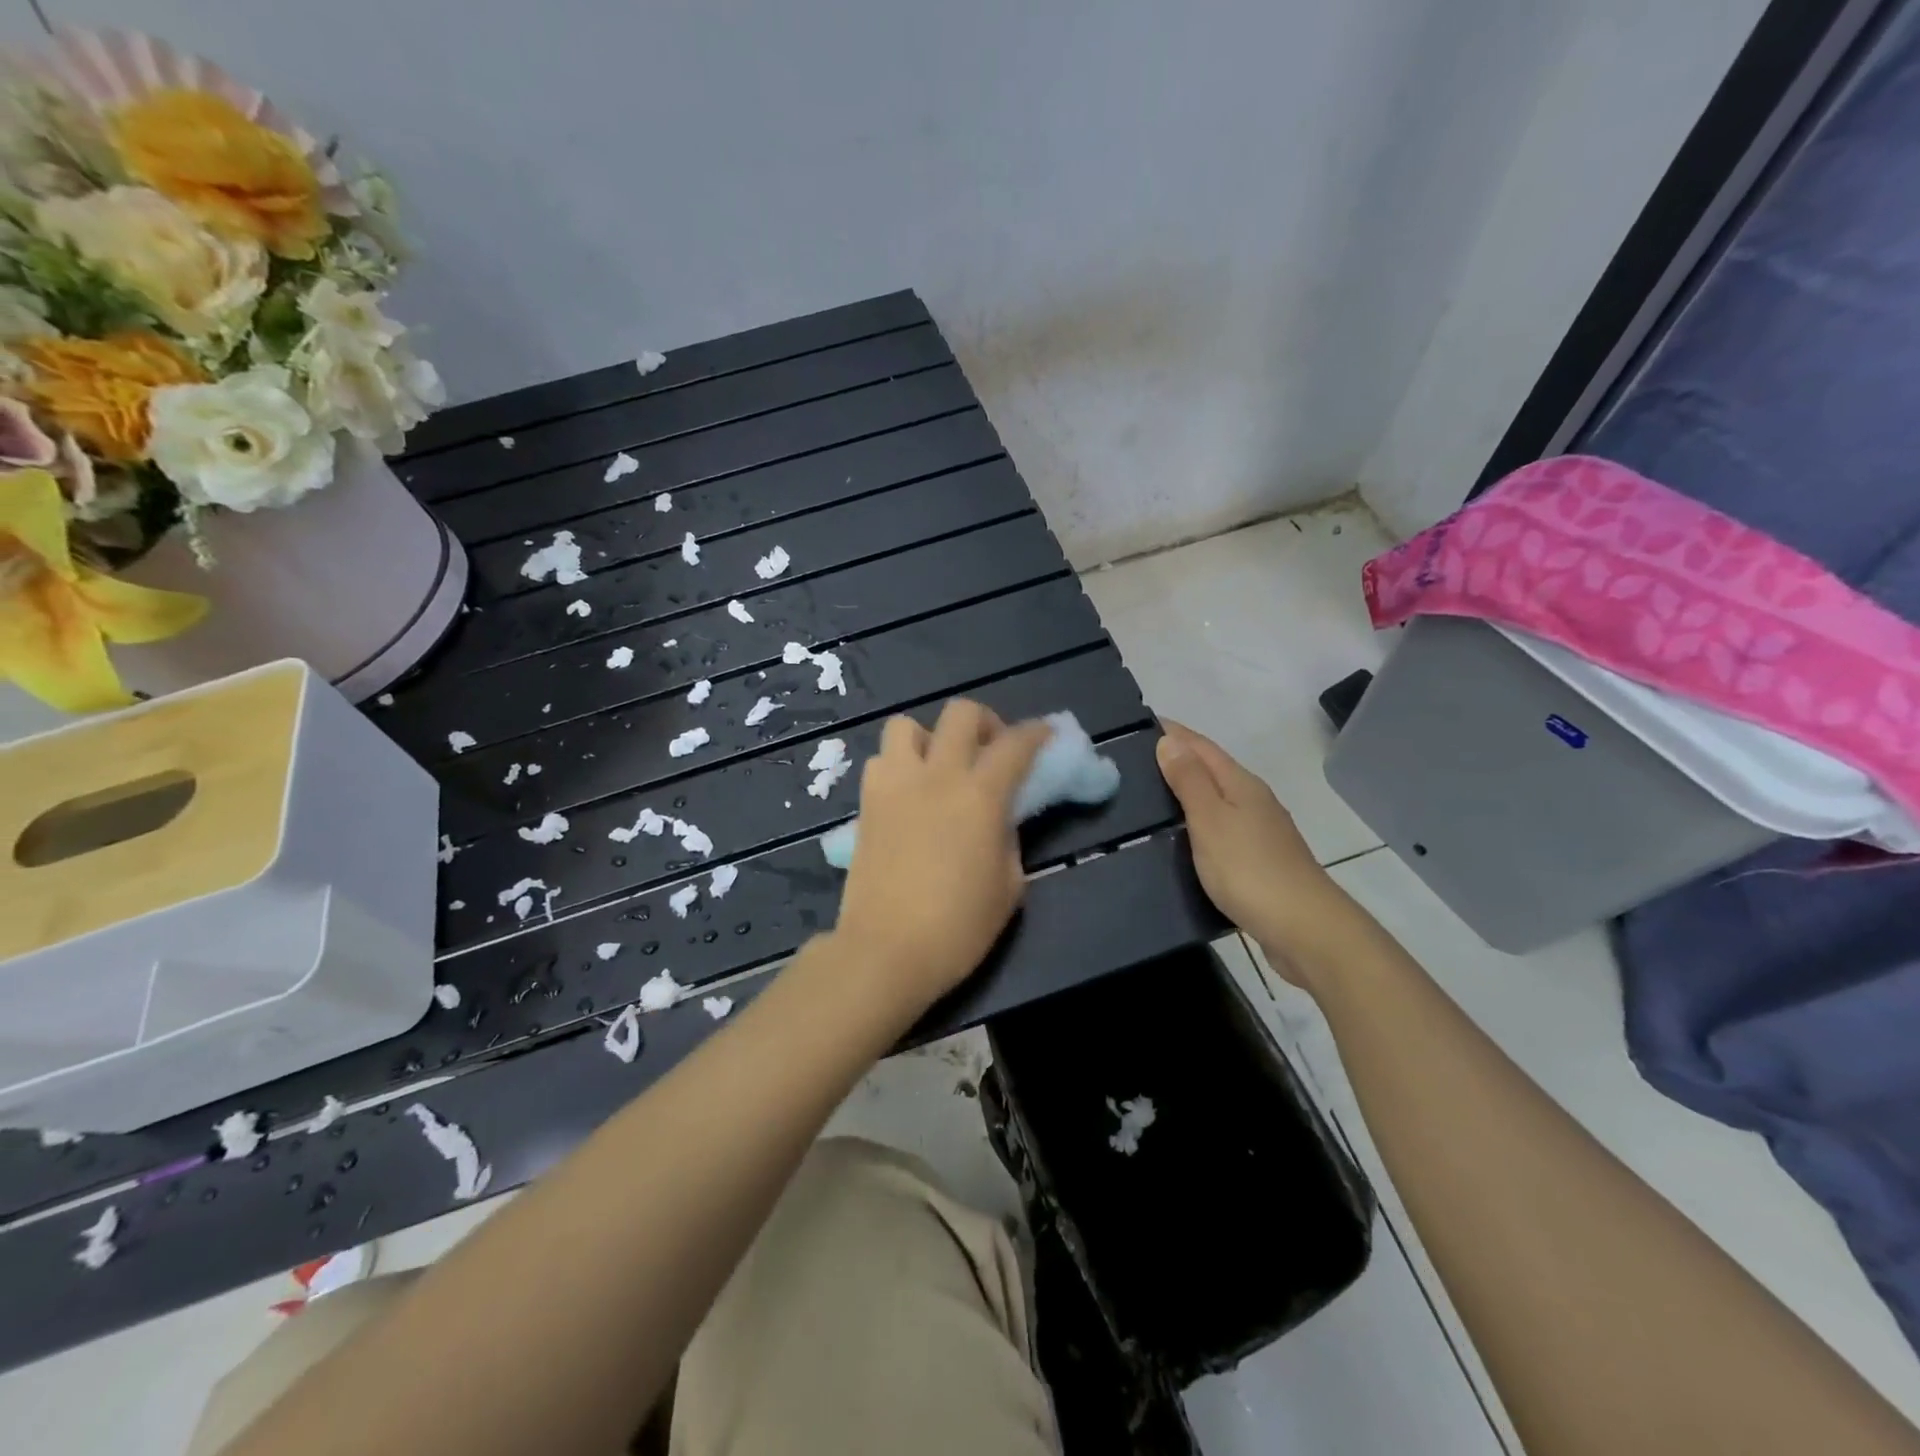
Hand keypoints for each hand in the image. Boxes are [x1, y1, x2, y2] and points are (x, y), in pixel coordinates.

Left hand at [831, 700, 1049, 1018]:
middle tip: (991, 751)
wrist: (886, 951)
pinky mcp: (866, 803)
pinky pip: (881, 761)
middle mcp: (936, 776)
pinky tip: (909, 795)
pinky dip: (899, 765)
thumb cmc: (958, 927)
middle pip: (961, 713)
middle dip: (985, 723)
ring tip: (940, 769)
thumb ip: (1009, 838)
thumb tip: (998, 818)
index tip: (1046, 736)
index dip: (1037, 733)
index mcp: (980, 796)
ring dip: (930, 738)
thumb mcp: (1009, 886)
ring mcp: (895, 785)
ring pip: (907, 725)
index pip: (1015, 744)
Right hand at [1155, 719, 1372, 984]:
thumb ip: (1189, 781)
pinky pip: (1221, 827)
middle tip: (1132, 761)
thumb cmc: (1249, 869)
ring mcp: (1260, 831)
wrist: (1304, 929)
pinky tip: (1182, 836)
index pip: (1201, 745)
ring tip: (1148, 796)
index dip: (1172, 732)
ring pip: (1217, 799)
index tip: (1138, 724)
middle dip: (1176, 759)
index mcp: (1241, 783)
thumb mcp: (1210, 819)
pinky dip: (1198, 822)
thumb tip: (1170, 740)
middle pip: (1211, 769)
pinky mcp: (1259, 860)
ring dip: (1187, 791)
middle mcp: (1254, 800)